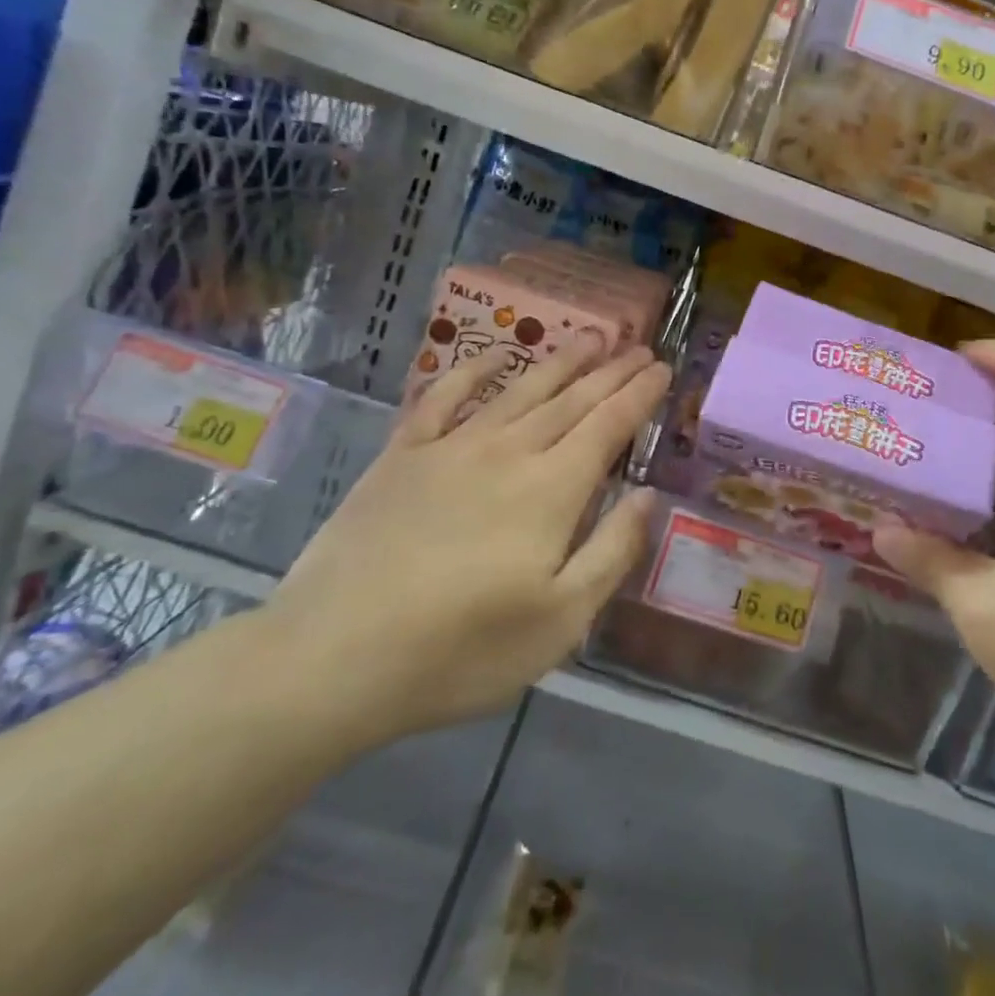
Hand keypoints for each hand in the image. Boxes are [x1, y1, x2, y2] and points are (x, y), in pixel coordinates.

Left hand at [262, 336, 671, 756]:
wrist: (332, 658)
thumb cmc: (460, 652)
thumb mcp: (560, 621)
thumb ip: (611, 552)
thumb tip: (647, 496)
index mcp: (552, 489)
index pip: (608, 426)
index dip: (639, 394)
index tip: (662, 367)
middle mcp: (508, 452)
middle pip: (571, 399)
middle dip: (611, 371)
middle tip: (639, 346)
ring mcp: (451, 448)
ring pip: (519, 389)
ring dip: (560, 361)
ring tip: (589, 337)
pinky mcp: (402, 456)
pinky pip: (443, 398)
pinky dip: (471, 370)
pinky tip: (494, 355)